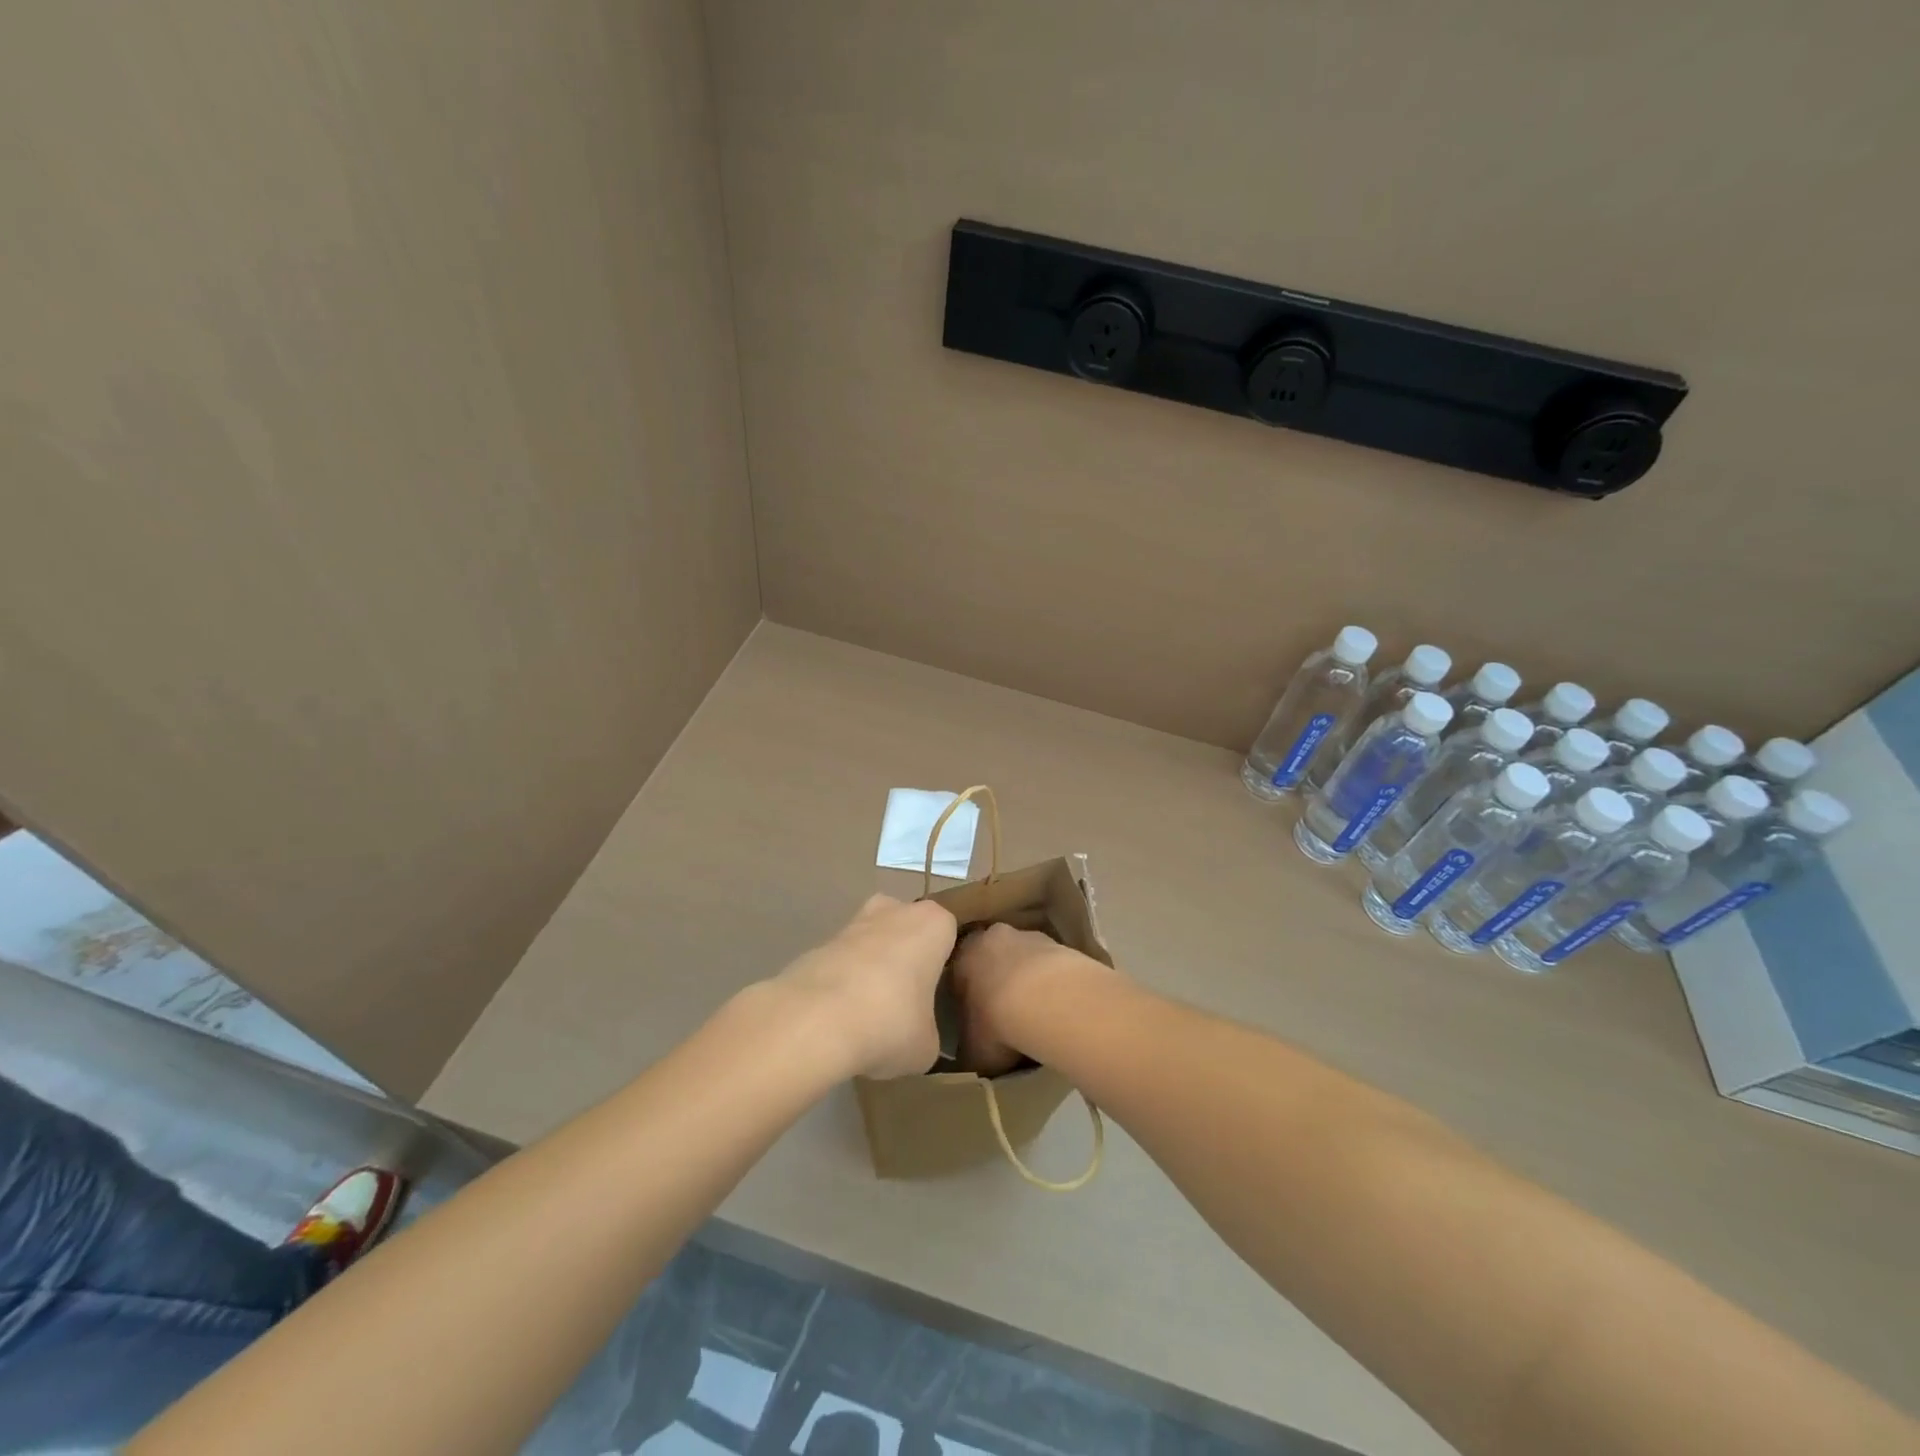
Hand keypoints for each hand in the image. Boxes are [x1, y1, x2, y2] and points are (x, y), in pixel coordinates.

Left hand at [774, 895, 956, 1078]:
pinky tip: (842, 1017)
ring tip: (872, 1012)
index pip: (949, 931)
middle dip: (906, 954)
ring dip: (872, 967)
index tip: (941, 989)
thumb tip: (916, 1038)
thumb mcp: (927, 1045)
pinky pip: (843, 962)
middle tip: (908, 996)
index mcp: (933, 923)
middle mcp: (895, 911)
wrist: (815, 1020)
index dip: (945, 960)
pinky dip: (843, 982)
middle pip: (906, 927)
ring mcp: (854, 923)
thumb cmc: (891, 1022)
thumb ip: (928, 1032)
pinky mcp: (819, 944)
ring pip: (872, 941)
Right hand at [951, 923, 1110, 1075]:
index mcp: (963, 957)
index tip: (975, 1019)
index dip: (967, 998)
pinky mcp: (1060, 944)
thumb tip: (970, 1054)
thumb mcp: (971, 1049)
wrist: (1047, 1000)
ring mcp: (1029, 937)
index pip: (958, 974)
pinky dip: (1052, 983)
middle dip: (998, 980)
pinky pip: (1051, 966)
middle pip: (993, 959)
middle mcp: (992, 938)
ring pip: (1024, 959)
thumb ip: (968, 1047)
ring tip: (1036, 1013)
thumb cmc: (997, 1022)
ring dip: (1028, 979)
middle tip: (1005, 1013)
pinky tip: (1058, 1007)